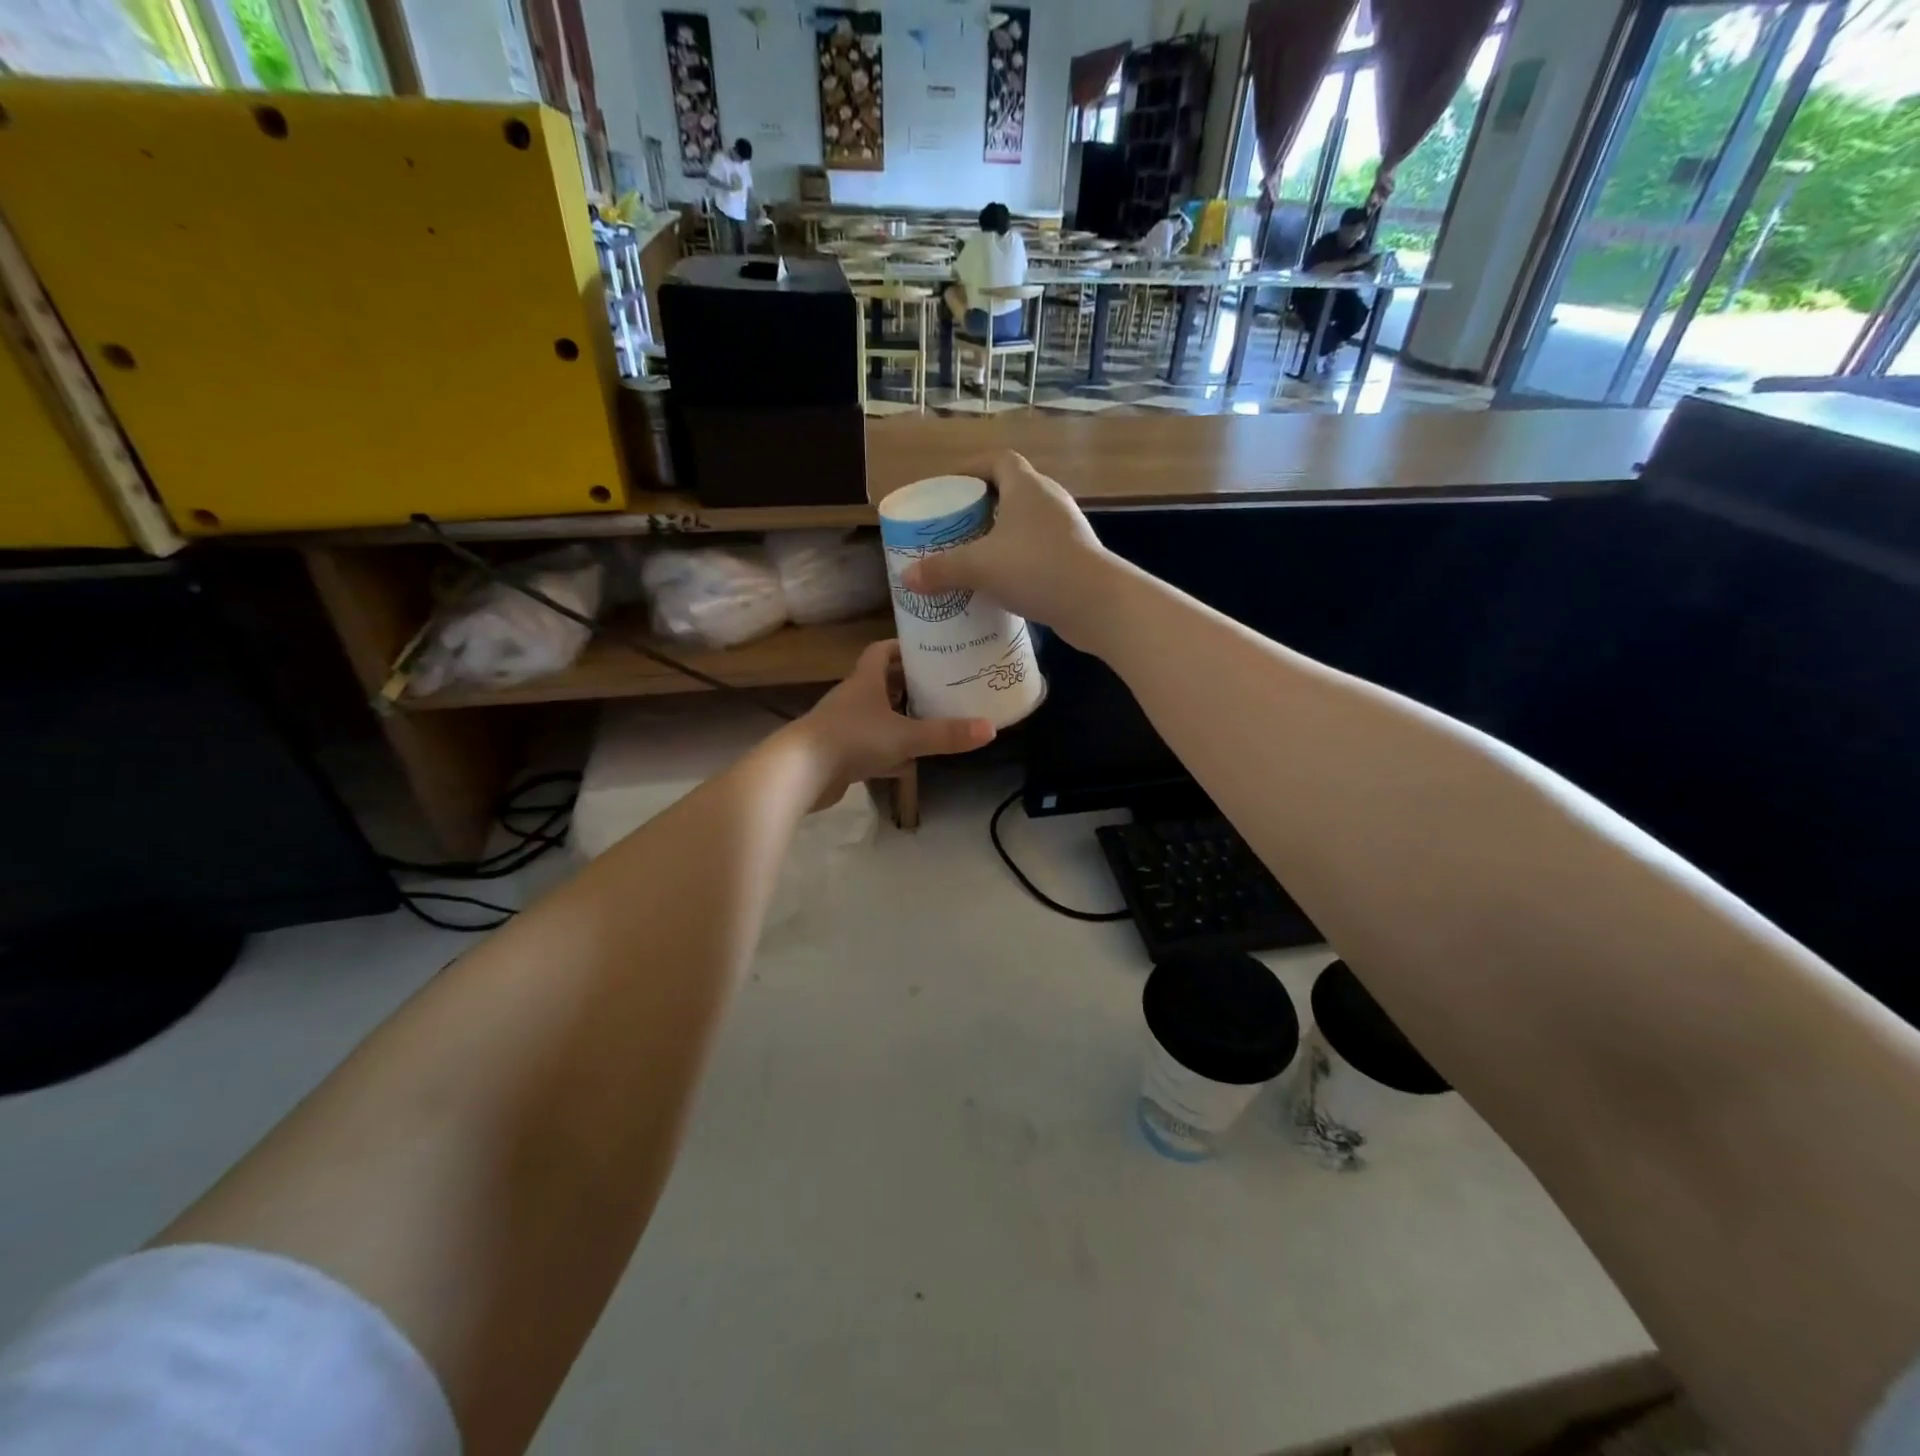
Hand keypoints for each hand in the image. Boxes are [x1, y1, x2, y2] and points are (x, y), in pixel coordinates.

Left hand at [793, 640, 994, 806]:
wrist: (799, 773)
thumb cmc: (852, 740)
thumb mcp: (906, 736)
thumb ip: (946, 734)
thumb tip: (991, 729)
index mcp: (865, 681)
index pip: (882, 652)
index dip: (904, 648)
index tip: (929, 649)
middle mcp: (852, 698)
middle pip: (881, 683)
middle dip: (908, 684)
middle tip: (940, 687)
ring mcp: (843, 727)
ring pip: (875, 717)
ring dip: (898, 718)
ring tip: (930, 721)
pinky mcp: (838, 754)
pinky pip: (869, 747)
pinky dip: (888, 753)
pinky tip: (908, 765)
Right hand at [898, 452, 1114, 650]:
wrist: (1097, 604)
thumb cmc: (1036, 568)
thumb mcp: (980, 567)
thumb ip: (942, 569)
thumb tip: (908, 578)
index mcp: (1027, 487)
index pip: (999, 460)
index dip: (972, 468)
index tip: (950, 487)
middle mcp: (1049, 501)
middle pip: (1011, 491)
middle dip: (982, 505)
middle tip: (955, 526)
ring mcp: (1066, 530)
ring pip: (1025, 524)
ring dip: (1000, 535)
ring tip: (974, 555)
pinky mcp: (1074, 558)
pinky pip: (1037, 549)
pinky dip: (1017, 559)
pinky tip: (1001, 583)